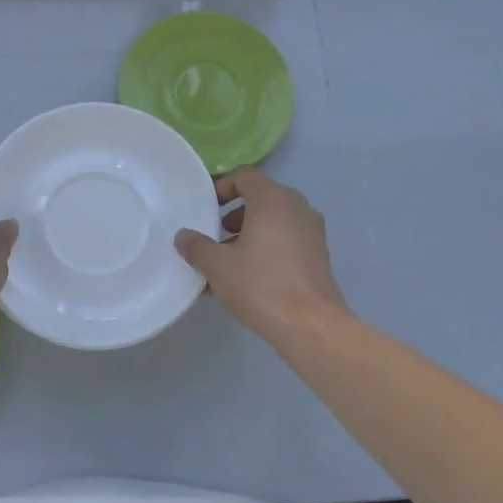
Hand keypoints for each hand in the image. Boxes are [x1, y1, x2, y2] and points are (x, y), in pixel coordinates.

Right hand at [175, 169, 348, 347]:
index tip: (205, 209)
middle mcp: (297, 207)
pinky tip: (245, 281)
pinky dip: (265, 252)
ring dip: (247, 237)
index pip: (244, 177)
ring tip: (225, 266)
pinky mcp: (318, 256)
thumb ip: (197, 246)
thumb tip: (183, 236)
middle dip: (232, 218)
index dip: (221, 188)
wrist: (310, 326)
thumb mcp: (217, 265)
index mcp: (274, 199)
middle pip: (259, 200)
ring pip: (272, 224)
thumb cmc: (260, 285)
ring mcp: (312, 232)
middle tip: (213, 239)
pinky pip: (285, 243)